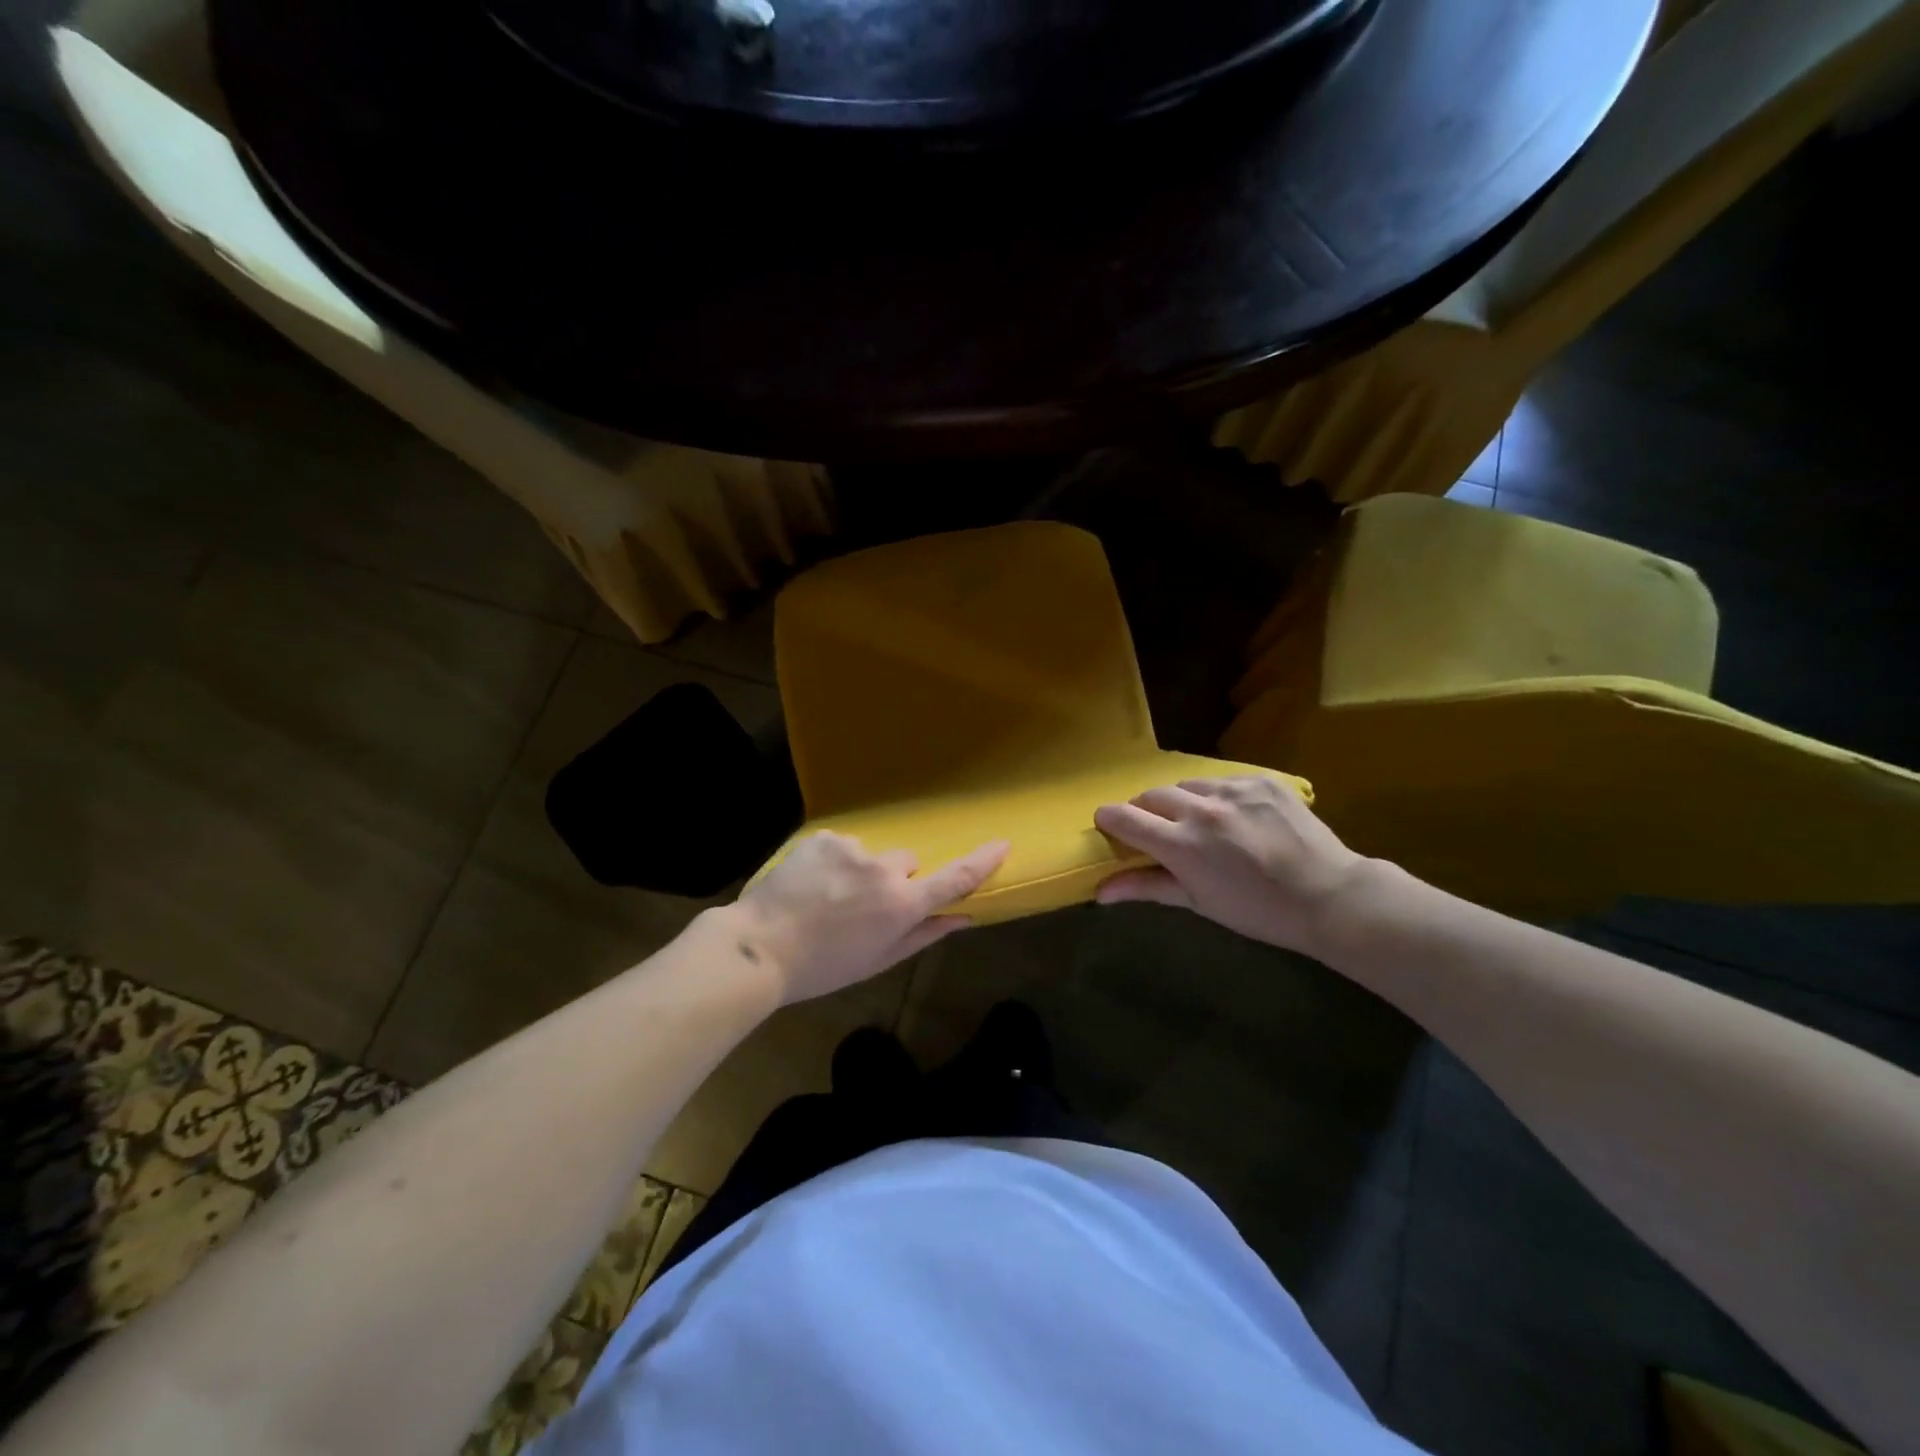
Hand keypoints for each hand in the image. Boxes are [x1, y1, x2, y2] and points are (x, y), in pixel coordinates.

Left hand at [734, 832, 1009, 1003]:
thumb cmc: (824, 967)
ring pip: (871, 855)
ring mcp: (852, 850)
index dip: (982, 861)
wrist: (759, 947)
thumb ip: (924, 935)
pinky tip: (808, 884)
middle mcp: (884, 870)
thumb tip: (963, 917)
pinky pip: (841, 846)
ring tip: (826, 898)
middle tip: (863, 907)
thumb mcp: (879, 960)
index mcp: (902, 905)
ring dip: (859, 871)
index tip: (1002, 843)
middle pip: (906, 863)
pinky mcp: (824, 838)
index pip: (954, 878)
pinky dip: (831, 861)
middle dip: (894, 879)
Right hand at [1094, 776, 1367, 956]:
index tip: (1108, 826)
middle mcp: (1202, 809)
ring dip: (1180, 801)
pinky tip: (1235, 818)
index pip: (1124, 817)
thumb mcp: (1198, 902)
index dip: (1109, 820)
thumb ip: (1145, 887)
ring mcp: (1233, 789)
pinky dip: (1216, 797)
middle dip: (1145, 811)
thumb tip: (1100, 891)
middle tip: (1158, 832)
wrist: (1329, 896)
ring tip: (1199, 824)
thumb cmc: (1257, 910)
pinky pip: (1221, 781)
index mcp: (1182, 844)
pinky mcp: (1260, 780)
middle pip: (1151, 795)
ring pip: (1186, 784)